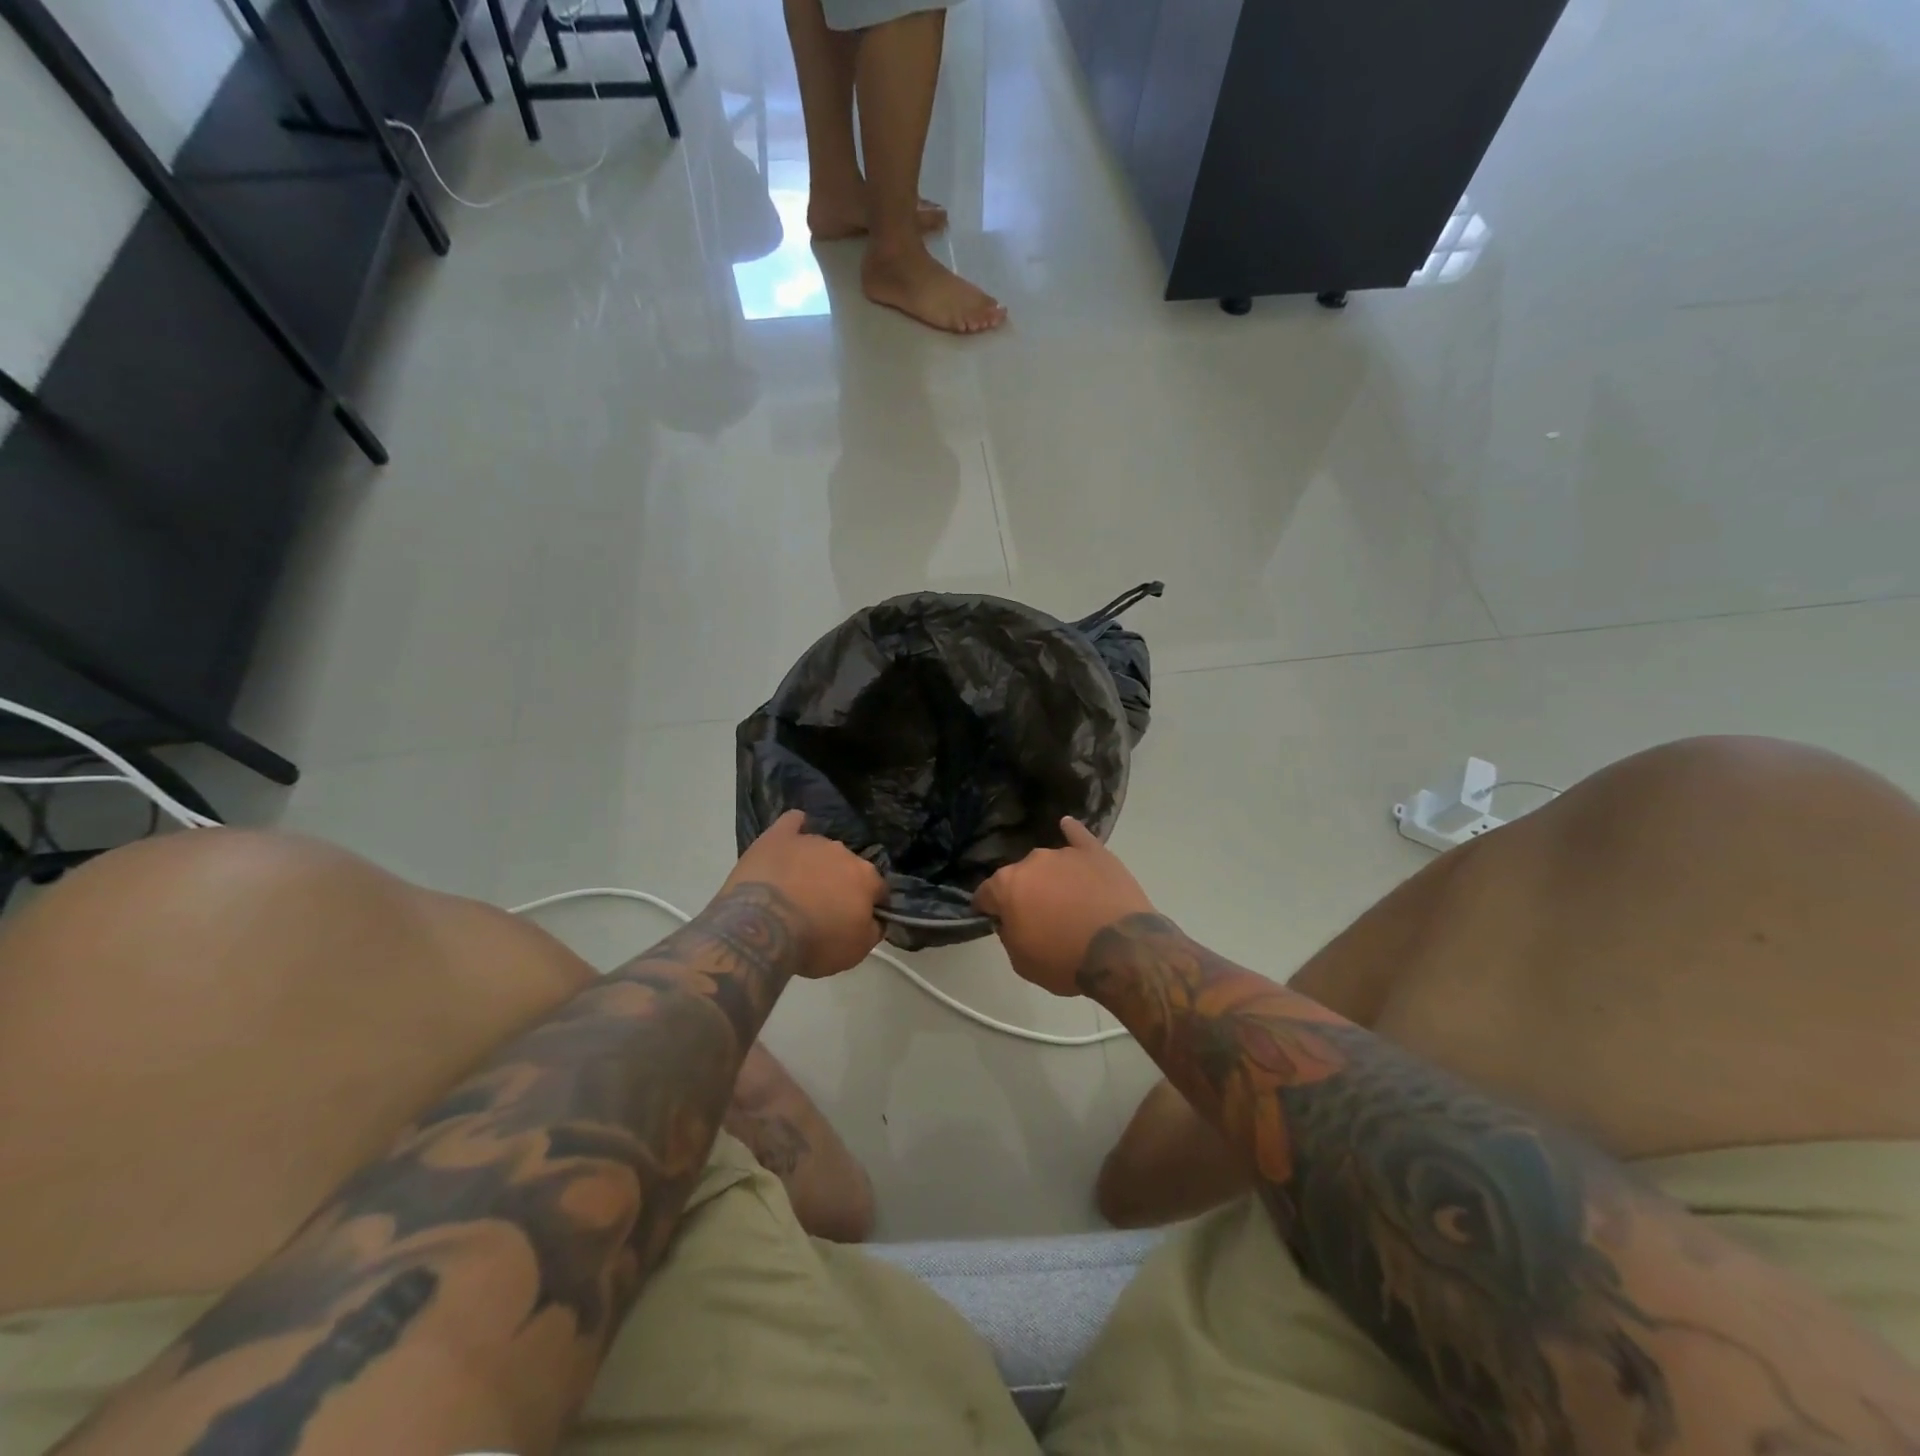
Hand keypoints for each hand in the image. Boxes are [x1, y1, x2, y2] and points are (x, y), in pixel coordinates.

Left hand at [722, 811, 885, 978]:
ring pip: (820, 850)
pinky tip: (791, 837)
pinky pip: (792, 822)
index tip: (855, 921)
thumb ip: (873, 930)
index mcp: (865, 877)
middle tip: (823, 909)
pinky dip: (794, 828)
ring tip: (796, 888)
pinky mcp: (779, 837)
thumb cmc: (814, 942)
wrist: (762, 928)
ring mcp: (810, 840)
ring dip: (815, 865)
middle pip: (848, 867)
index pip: (878, 888)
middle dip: (840, 884)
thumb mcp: (856, 951)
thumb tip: (876, 918)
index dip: (869, 905)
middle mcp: (843, 852)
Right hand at [974, 818, 1155, 995]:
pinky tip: (1067, 826)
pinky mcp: (1095, 852)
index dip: (988, 910)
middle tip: (1040, 918)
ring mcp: (1065, 853)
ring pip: (1049, 864)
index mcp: (1007, 885)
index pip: (985, 894)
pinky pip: (1078, 835)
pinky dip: (1071, 832)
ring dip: (1051, 878)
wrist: (1121, 950)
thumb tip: (1009, 920)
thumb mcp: (1021, 962)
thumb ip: (1008, 934)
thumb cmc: (1065, 959)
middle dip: (1024, 893)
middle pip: (1020, 876)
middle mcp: (1032, 861)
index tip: (996, 921)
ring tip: (1069, 901)